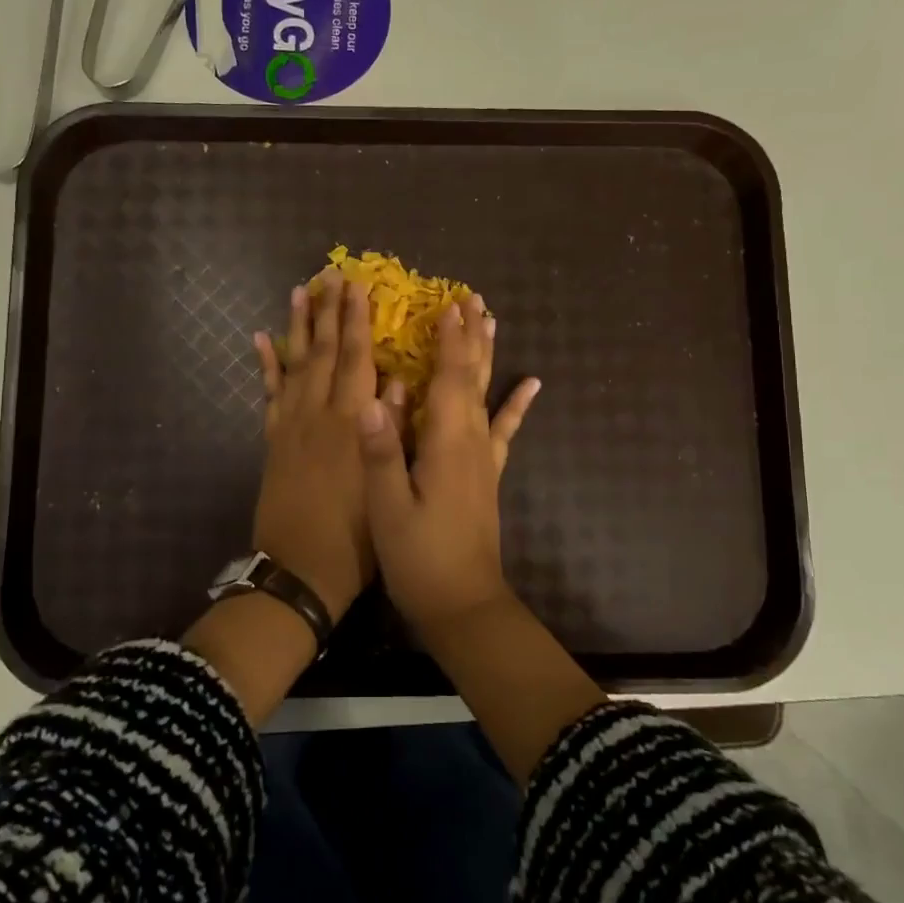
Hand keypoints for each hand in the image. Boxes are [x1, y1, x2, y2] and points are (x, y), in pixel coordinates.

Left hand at [251, 271, 398, 622]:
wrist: (300, 570)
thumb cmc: (357, 534)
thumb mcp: (386, 485)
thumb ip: (394, 432)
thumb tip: (402, 383)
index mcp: (352, 422)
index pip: (357, 359)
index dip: (357, 321)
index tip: (358, 287)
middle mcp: (319, 414)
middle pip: (324, 351)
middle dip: (329, 311)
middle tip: (330, 274)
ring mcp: (291, 424)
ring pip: (295, 364)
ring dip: (298, 326)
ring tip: (299, 291)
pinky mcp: (273, 439)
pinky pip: (268, 394)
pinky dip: (266, 365)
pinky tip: (263, 340)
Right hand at [358, 292, 540, 632]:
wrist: (463, 604)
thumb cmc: (419, 558)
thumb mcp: (388, 510)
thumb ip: (382, 454)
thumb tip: (372, 399)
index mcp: (446, 444)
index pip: (448, 379)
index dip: (448, 340)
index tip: (447, 304)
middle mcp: (470, 440)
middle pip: (472, 376)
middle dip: (470, 336)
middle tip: (471, 298)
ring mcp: (483, 457)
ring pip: (487, 393)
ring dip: (488, 355)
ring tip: (491, 322)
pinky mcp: (488, 474)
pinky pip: (505, 429)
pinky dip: (517, 404)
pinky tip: (531, 384)